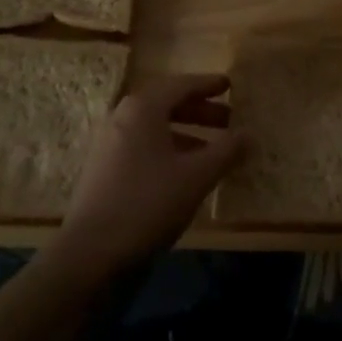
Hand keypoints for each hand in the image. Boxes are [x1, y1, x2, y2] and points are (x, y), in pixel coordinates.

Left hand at [52, 74, 245, 283]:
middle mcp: (122, 119)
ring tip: (213, 151)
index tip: (230, 85)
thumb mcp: (197, 176)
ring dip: (186, 134)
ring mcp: (109, 146)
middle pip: (167, 105)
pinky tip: (185, 174)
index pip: (181, 85)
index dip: (207, 85)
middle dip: (200, 111)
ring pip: (155, 129)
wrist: (91, 255)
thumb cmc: (148, 203)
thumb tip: (250, 134)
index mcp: (143, 109)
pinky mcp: (104, 172)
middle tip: (228, 119)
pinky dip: (168, 151)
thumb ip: (227, 151)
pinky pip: (143, 148)